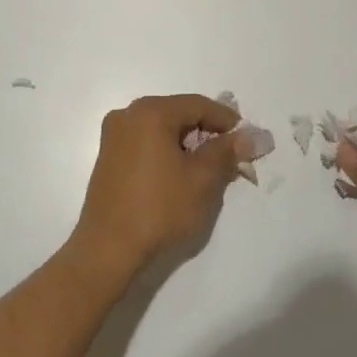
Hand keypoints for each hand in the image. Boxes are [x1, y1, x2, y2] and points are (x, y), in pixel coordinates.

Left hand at [70, 94, 241, 280]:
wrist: (108, 250)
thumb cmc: (159, 209)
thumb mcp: (202, 179)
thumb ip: (226, 151)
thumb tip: (248, 136)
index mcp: (150, 112)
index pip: (198, 105)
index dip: (227, 120)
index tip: (247, 138)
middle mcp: (128, 115)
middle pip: (179, 114)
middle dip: (207, 132)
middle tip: (231, 154)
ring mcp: (114, 137)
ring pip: (162, 129)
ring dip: (188, 144)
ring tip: (210, 168)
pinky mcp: (108, 158)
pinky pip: (147, 143)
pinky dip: (168, 152)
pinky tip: (181, 174)